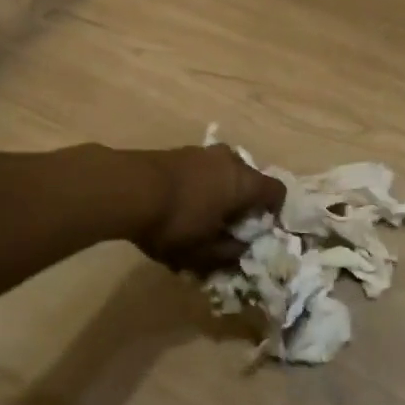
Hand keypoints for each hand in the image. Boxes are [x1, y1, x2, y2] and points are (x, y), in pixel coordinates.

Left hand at [130, 145, 286, 273]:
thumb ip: (227, 253)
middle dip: (243, 203)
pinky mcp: (179, 151)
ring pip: (223, 173)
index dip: (274, 212)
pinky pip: (201, 170)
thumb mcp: (203, 252)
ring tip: (200, 217)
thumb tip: (241, 250)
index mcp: (245, 182)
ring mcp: (203, 152)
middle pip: (249, 180)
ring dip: (219, 193)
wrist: (127, 188)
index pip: (277, 192)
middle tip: (229, 226)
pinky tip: (179, 205)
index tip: (261, 229)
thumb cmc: (176, 222)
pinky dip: (199, 186)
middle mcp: (231, 160)